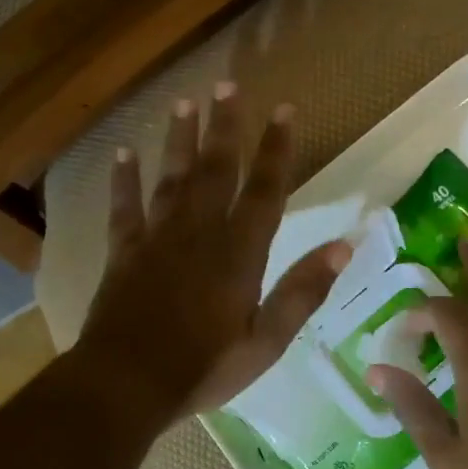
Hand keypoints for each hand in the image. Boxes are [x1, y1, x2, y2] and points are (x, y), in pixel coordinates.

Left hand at [78, 83, 349, 419]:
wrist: (127, 384)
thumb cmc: (204, 368)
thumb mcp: (266, 341)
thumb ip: (302, 291)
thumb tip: (344, 246)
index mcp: (239, 253)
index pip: (265, 191)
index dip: (277, 150)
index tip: (284, 110)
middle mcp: (199, 233)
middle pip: (216, 170)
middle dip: (225, 127)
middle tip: (229, 84)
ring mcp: (157, 239)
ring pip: (171, 178)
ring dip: (179, 140)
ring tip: (185, 103)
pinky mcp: (124, 253)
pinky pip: (124, 206)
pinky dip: (124, 179)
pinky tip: (123, 152)